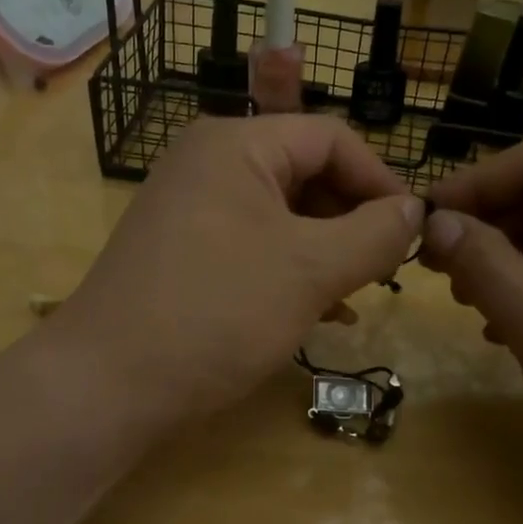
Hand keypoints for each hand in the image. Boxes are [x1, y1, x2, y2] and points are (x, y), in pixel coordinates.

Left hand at [49, 116, 422, 430]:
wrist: (107, 385)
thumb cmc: (217, 312)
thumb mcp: (310, 270)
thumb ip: (375, 234)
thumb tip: (416, 211)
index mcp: (236, 144)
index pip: (331, 138)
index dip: (381, 181)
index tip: (413, 232)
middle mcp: (208, 163)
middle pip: (305, 173)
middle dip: (352, 220)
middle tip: (385, 270)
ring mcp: (191, 209)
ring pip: (282, 216)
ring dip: (327, 251)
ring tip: (358, 295)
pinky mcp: (183, 252)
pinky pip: (253, 246)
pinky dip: (291, 271)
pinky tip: (321, 312)